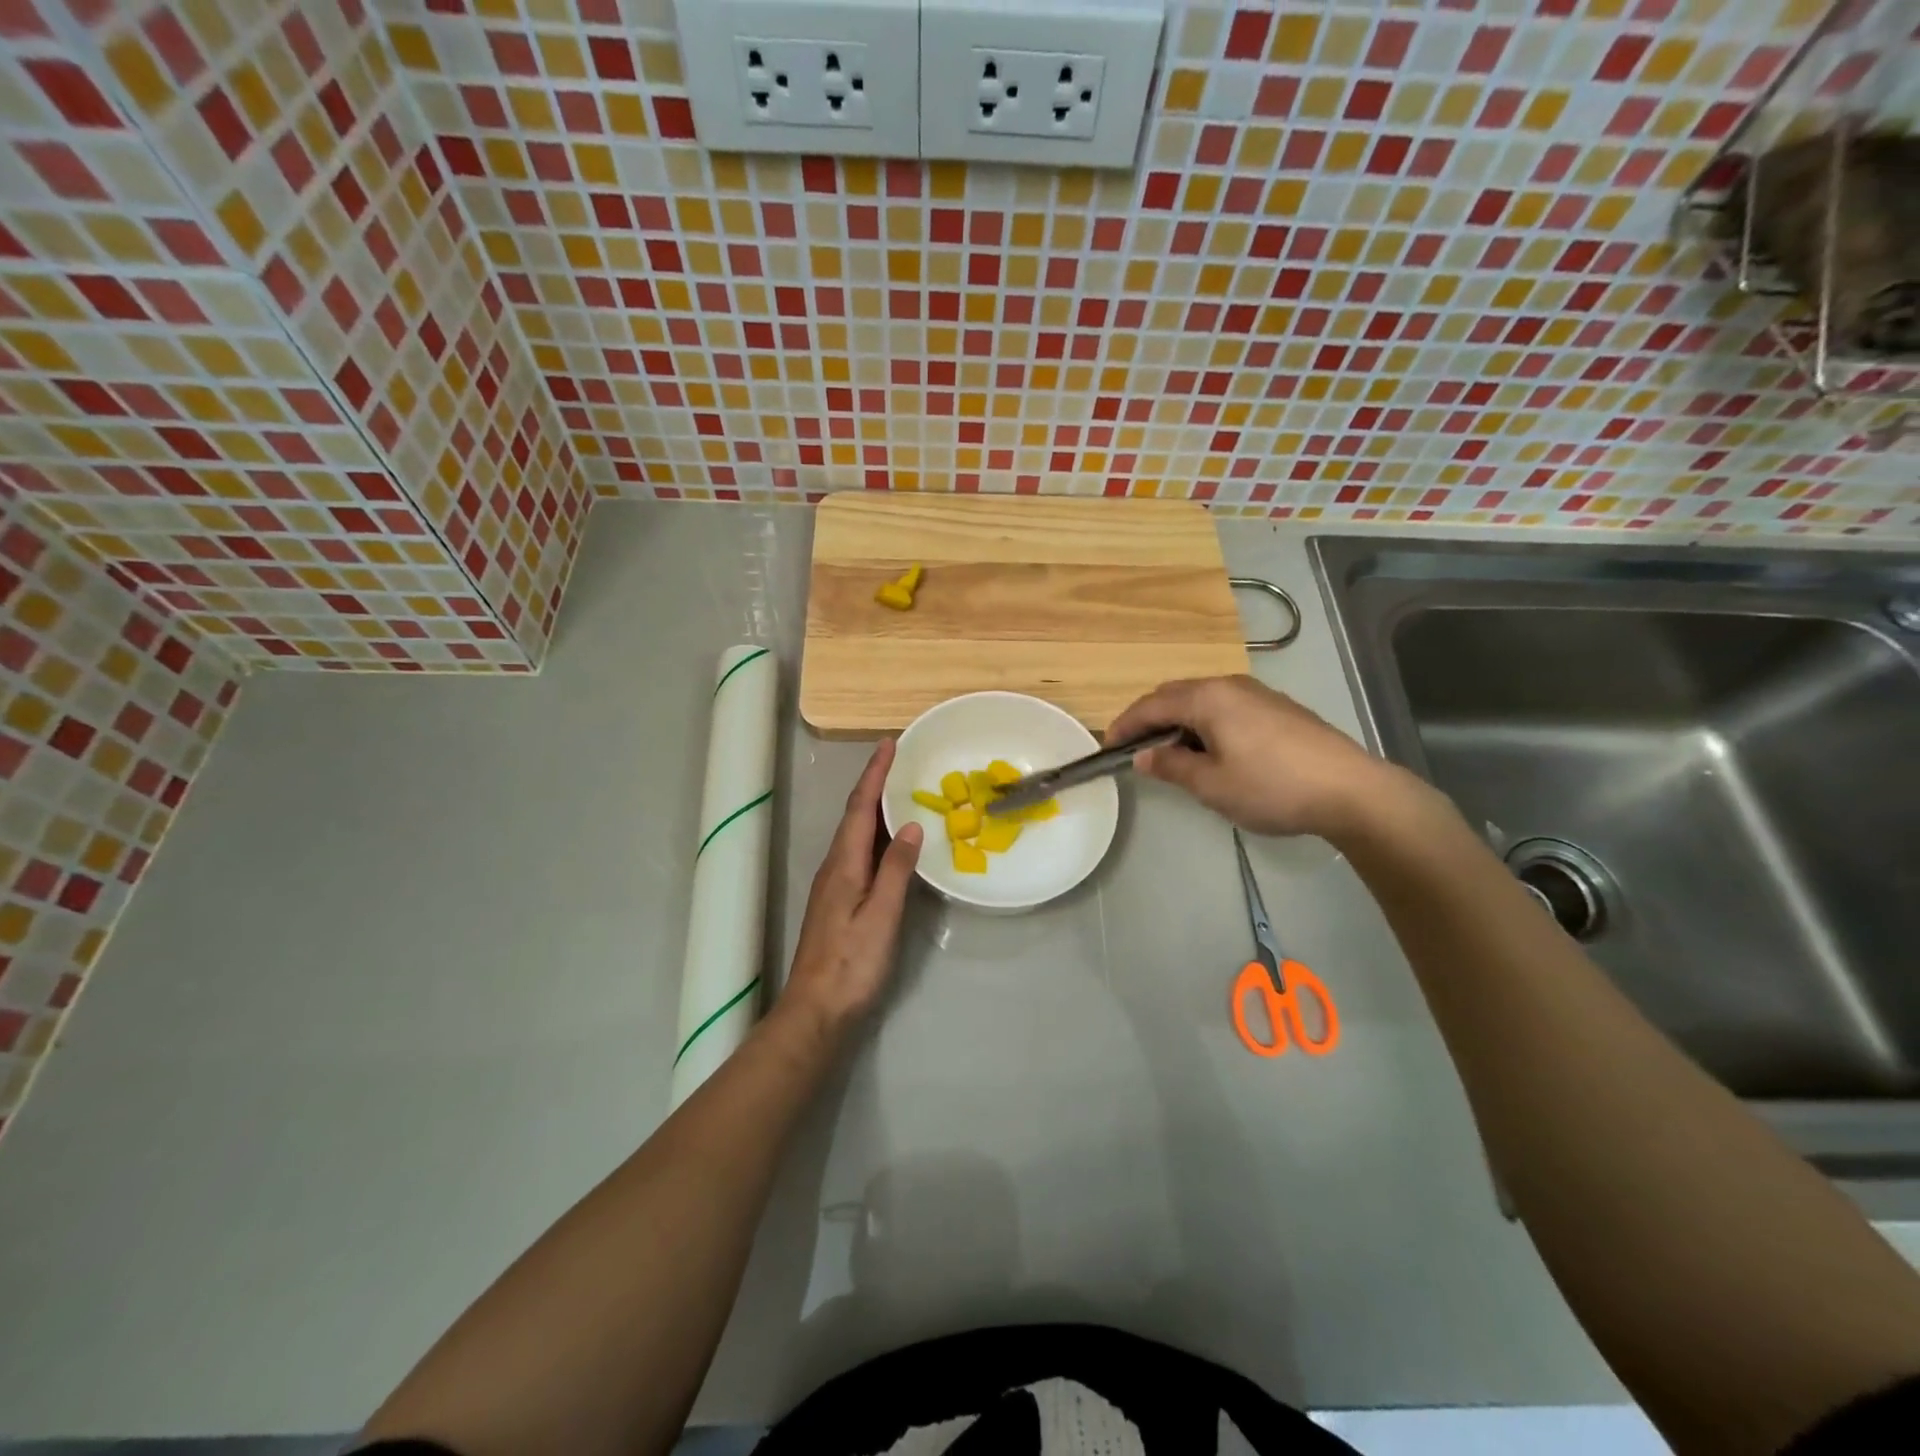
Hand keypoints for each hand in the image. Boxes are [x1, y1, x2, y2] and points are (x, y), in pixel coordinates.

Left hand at [779, 740, 922, 1041]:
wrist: (816, 1011)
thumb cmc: (852, 964)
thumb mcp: (881, 915)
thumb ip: (896, 869)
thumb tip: (910, 826)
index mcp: (843, 864)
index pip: (860, 807)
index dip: (874, 774)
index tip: (889, 743)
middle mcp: (835, 867)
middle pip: (855, 815)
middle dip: (875, 783)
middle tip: (900, 760)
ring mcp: (835, 885)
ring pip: (856, 834)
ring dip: (875, 807)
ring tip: (900, 790)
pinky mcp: (840, 901)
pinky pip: (860, 853)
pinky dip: (876, 835)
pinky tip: (891, 841)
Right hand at [1106, 676, 1404, 840]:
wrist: (1351, 790)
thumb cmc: (1272, 786)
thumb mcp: (1211, 785)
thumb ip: (1171, 766)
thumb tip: (1144, 756)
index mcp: (1208, 698)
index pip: (1151, 704)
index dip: (1125, 725)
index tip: (1107, 747)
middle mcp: (1230, 685)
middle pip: (1175, 694)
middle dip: (1149, 718)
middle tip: (1134, 748)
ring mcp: (1257, 694)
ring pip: (1202, 699)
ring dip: (1178, 720)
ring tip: (1169, 752)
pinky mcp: (1278, 708)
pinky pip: (1225, 707)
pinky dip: (1204, 723)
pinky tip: (1211, 750)